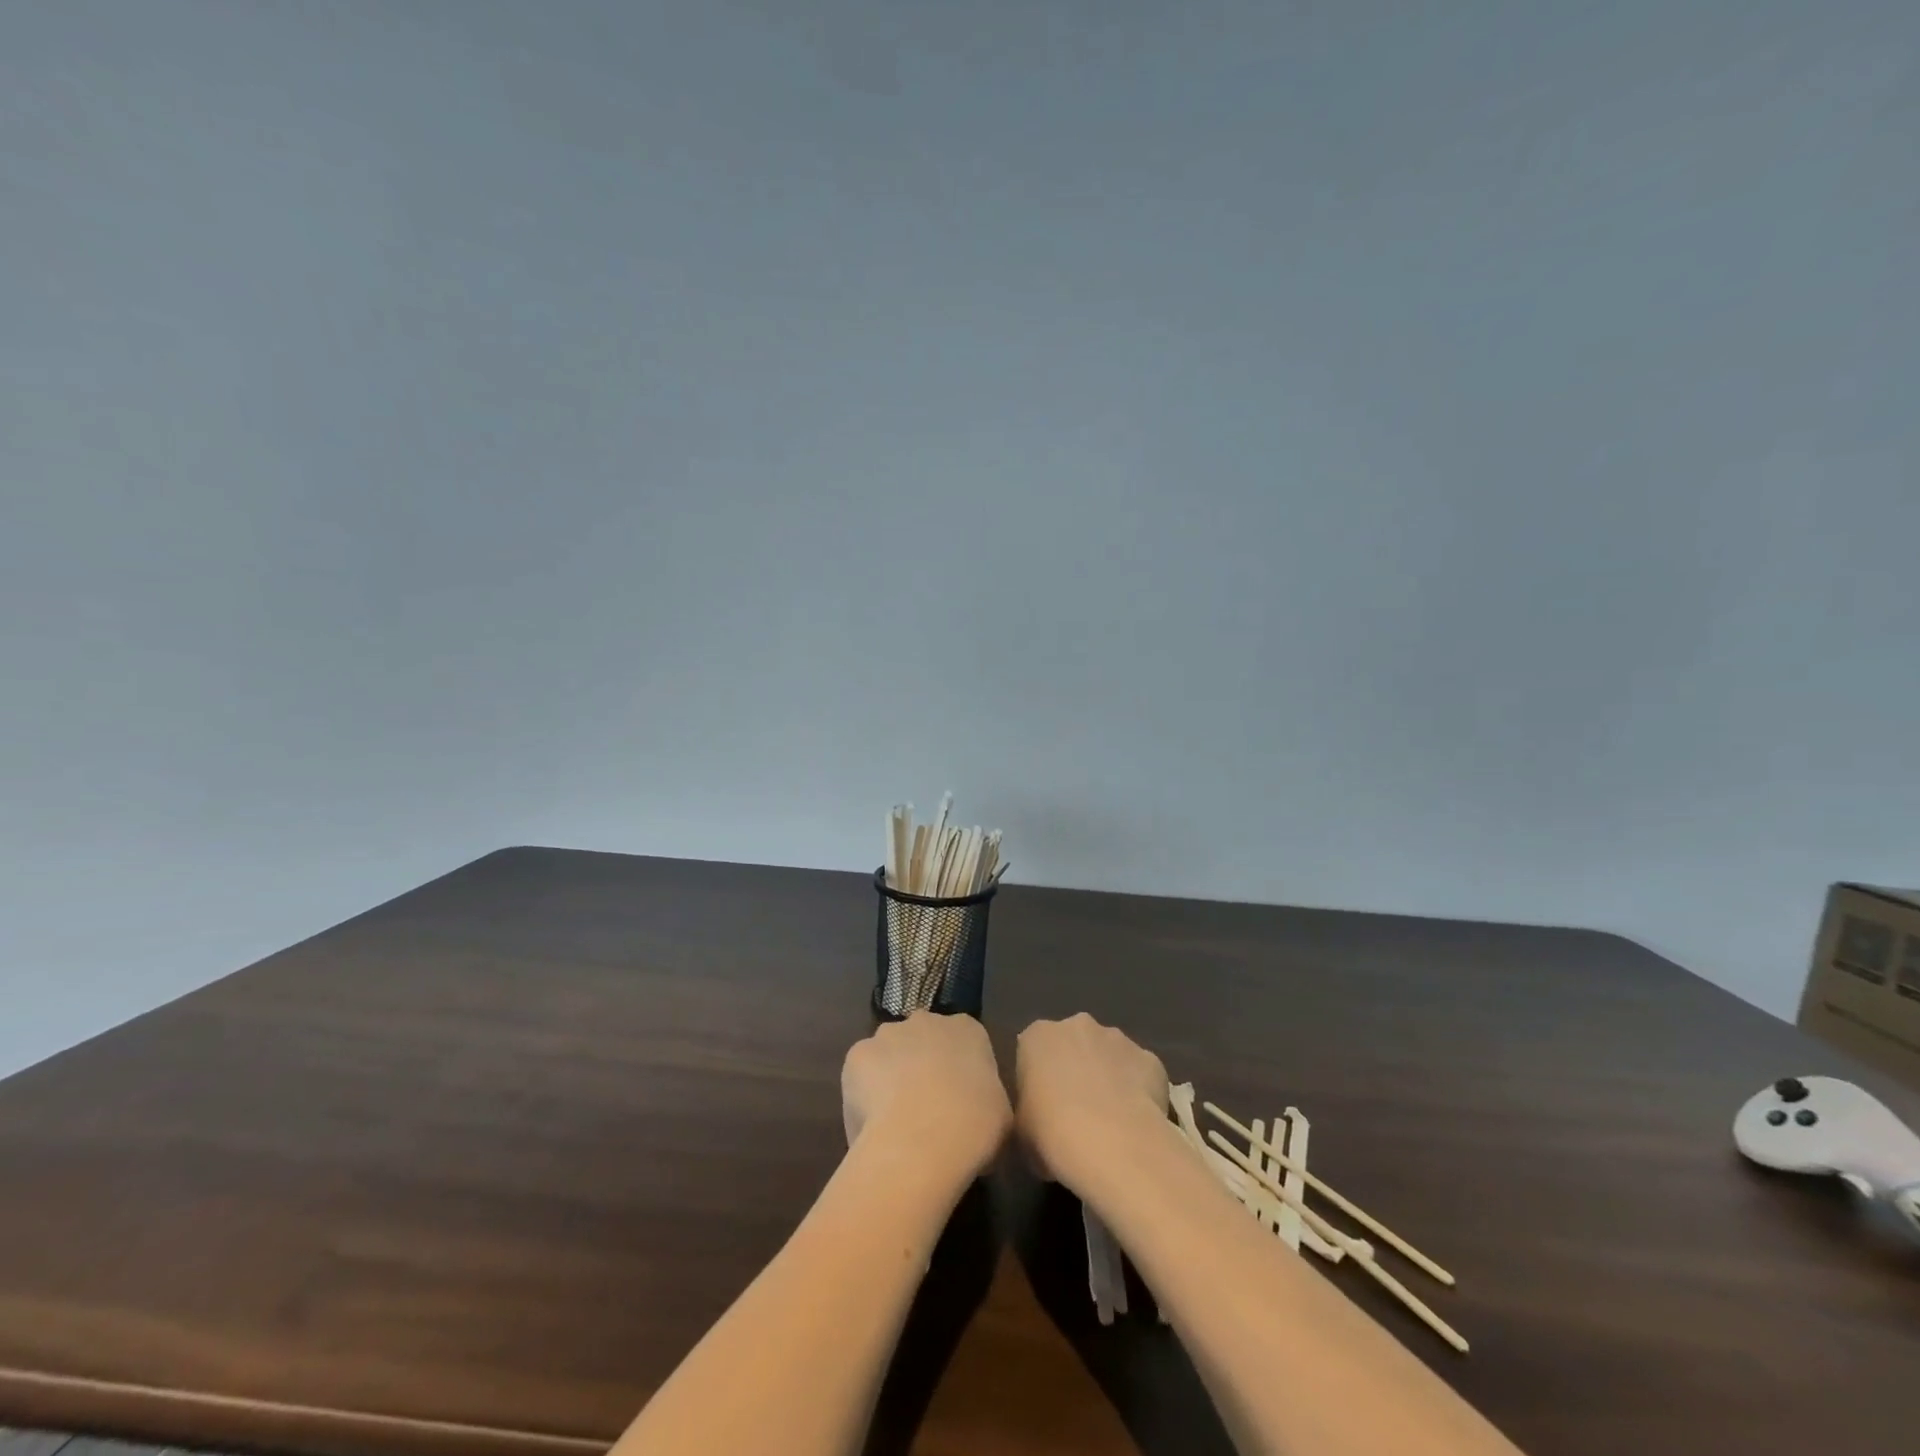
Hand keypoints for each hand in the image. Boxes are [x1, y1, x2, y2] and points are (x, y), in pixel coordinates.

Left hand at [842, 1012, 1011, 1188]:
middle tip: (924, 1107)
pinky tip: (871, 1123)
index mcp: (967, 1029)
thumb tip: (974, 1112)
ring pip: (887, 1053)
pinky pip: (860, 1075)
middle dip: (921, 1065)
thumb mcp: (1001, 1113)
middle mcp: (926, 1020)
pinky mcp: (857, 1054)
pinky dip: (863, 1094)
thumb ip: (986, 1098)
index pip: (963, 1039)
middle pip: (921, 1039)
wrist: (924, 1140)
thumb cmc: (975, 1126)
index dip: (958, 1069)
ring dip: (889, 1076)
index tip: (957, 1099)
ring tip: (894, 1119)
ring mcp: (888, 1034)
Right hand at [1015, 1013, 1169, 1196]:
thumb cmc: (1051, 1135)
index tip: (1042, 1108)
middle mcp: (1077, 1025)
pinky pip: (1140, 1074)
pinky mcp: (1150, 1059)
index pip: (1033, 1051)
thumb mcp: (1019, 1133)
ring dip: (1107, 1077)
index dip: (1038, 1079)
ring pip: (1109, 1055)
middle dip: (1075, 1069)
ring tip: (1110, 1122)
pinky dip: (1139, 1092)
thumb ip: (1028, 1115)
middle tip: (1075, 1112)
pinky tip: (1136, 1124)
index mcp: (1038, 1036)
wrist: (1113, 1145)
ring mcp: (1118, 1039)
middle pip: (1073, 1044)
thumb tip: (1038, 1122)